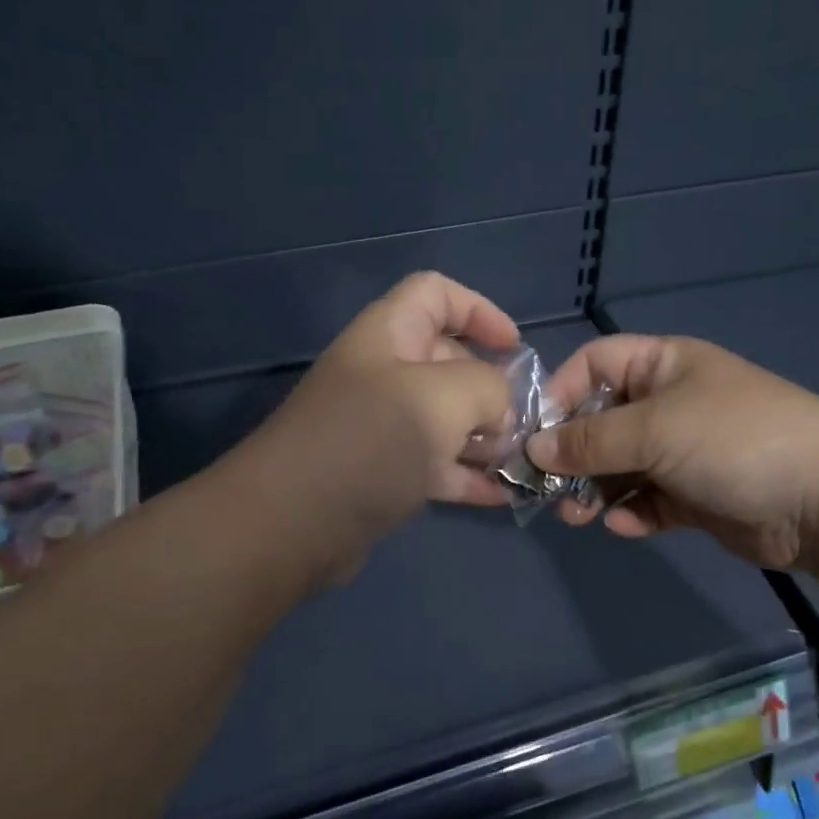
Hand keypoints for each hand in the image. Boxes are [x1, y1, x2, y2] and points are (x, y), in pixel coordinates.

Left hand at [244, 273, 517, 583]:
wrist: (292, 524)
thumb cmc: (371, 442)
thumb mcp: (444, 398)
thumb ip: (488, 387)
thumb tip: (501, 408)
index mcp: (389, 334)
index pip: (436, 294)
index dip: (480, 310)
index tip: (515, 348)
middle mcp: (384, 373)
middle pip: (449, 360)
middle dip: (494, 386)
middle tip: (525, 419)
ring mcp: (381, 426)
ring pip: (447, 418)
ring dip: (487, 436)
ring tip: (522, 459)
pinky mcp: (382, 473)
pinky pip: (436, 464)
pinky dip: (468, 475)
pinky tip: (503, 494)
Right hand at [527, 335, 818, 570]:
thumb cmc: (734, 440)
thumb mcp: (655, 429)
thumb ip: (590, 440)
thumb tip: (534, 449)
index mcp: (664, 365)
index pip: (594, 363)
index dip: (560, 393)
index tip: (534, 434)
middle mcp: (670, 402)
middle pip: (602, 420)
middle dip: (573, 454)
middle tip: (549, 488)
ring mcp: (685, 450)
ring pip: (621, 465)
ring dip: (595, 489)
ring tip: (578, 515)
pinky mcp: (697, 495)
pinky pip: (649, 499)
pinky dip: (633, 511)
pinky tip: (626, 525)